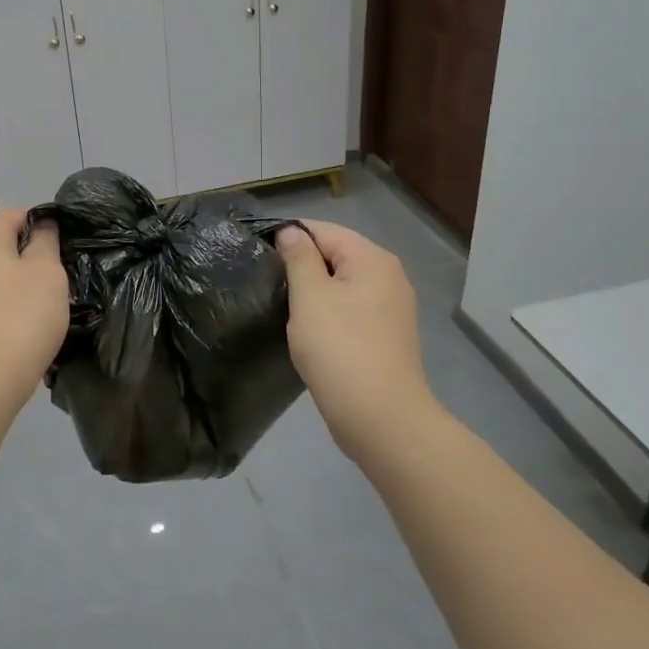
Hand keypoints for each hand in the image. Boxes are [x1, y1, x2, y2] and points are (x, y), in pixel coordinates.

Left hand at [0, 208, 68, 420]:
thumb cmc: (19, 321)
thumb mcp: (47, 274)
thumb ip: (45, 242)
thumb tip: (41, 224)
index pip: (14, 213)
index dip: (42, 226)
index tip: (62, 253)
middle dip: (25, 258)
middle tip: (53, 283)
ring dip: (11, 286)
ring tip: (36, 311)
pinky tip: (12, 333)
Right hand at [277, 221, 439, 450]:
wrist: (381, 418)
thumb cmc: (340, 349)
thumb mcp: (310, 296)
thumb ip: (298, 258)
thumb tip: (291, 231)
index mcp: (372, 259)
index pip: (323, 230)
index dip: (289, 237)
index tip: (258, 255)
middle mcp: (388, 276)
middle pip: (335, 255)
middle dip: (301, 266)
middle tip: (267, 284)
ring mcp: (391, 308)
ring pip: (341, 285)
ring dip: (313, 292)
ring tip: (284, 307)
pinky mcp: (386, 335)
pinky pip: (350, 310)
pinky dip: (328, 313)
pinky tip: (309, 332)